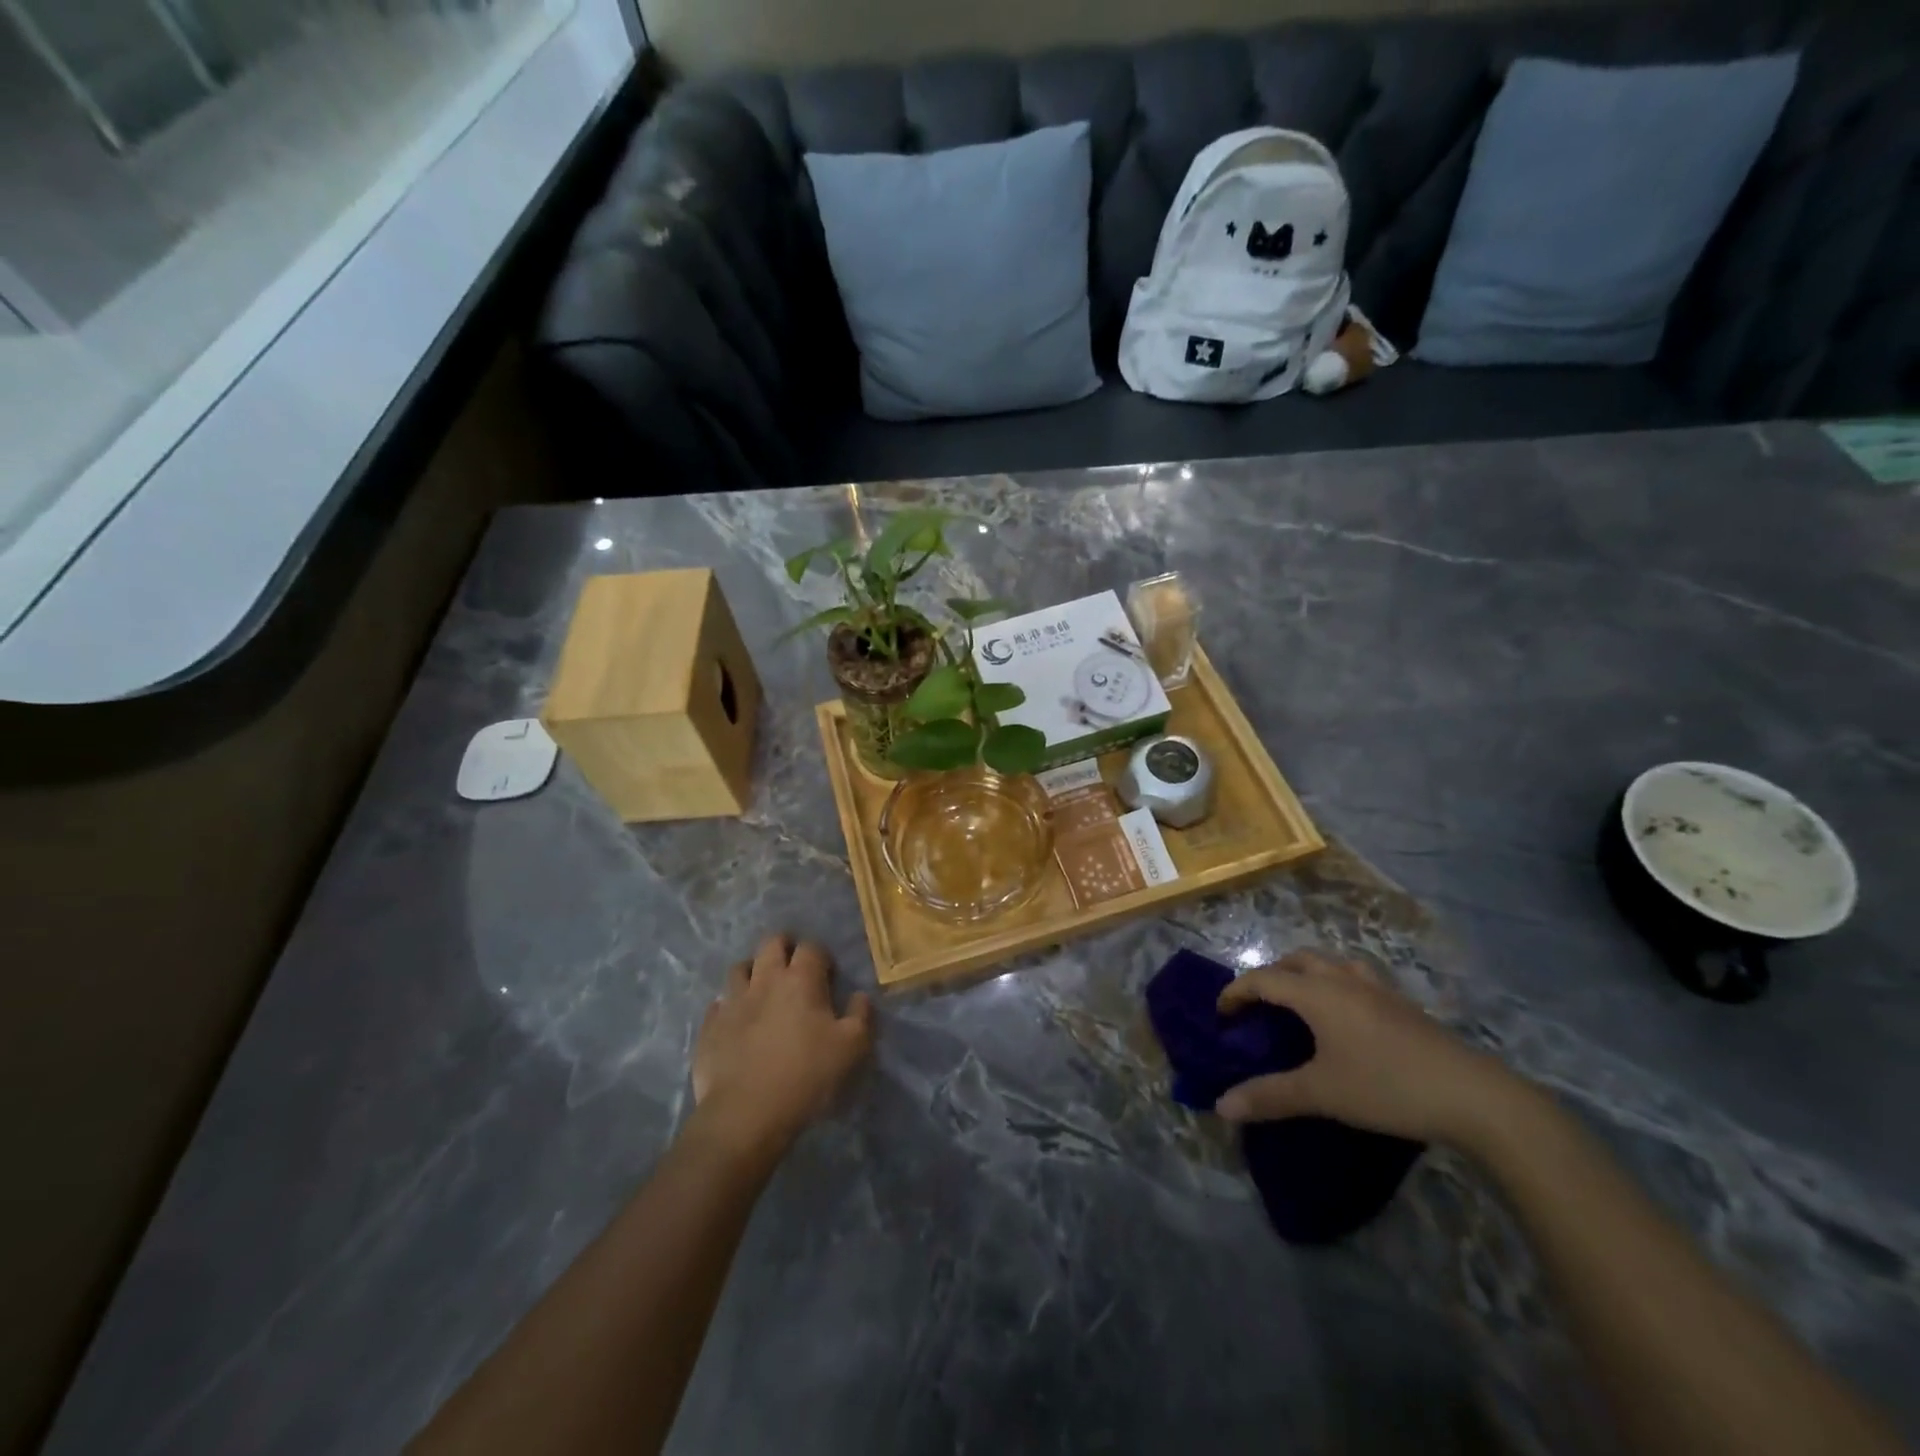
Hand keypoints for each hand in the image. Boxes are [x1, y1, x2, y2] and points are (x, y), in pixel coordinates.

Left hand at [691, 936, 873, 1158]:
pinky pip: (718, 1004)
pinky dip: (729, 1006)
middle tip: (793, 967)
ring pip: (739, 968)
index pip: (811, 947)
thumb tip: (859, 996)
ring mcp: (732, 1001)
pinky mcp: (710, 1026)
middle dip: (784, 947)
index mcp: (801, 980)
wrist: (746, 1115)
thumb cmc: (806, 1076)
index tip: (827, 974)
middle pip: (771, 943)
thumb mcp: (851, 1048)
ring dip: (753, 971)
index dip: (821, 955)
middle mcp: (764, 980)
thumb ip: (860, 1015)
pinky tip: (736, 1021)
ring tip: (762, 989)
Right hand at [1214, 949, 1517, 1146]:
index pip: (1263, 979)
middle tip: (1258, 1005)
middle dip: (1270, 975)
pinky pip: (1357, 979)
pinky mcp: (1404, 1006)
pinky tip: (1347, 1017)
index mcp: (1317, 993)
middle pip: (1296, 960)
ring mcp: (1378, 989)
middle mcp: (1343, 979)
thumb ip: (1270, 1096)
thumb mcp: (1323, 1095)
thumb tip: (1221, 1105)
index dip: (1236, 992)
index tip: (1220, 1015)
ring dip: (1306, 973)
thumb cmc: (1387, 1087)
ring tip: (1300, 1002)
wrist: (1475, 1097)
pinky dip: (1337, 985)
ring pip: (1331, 963)